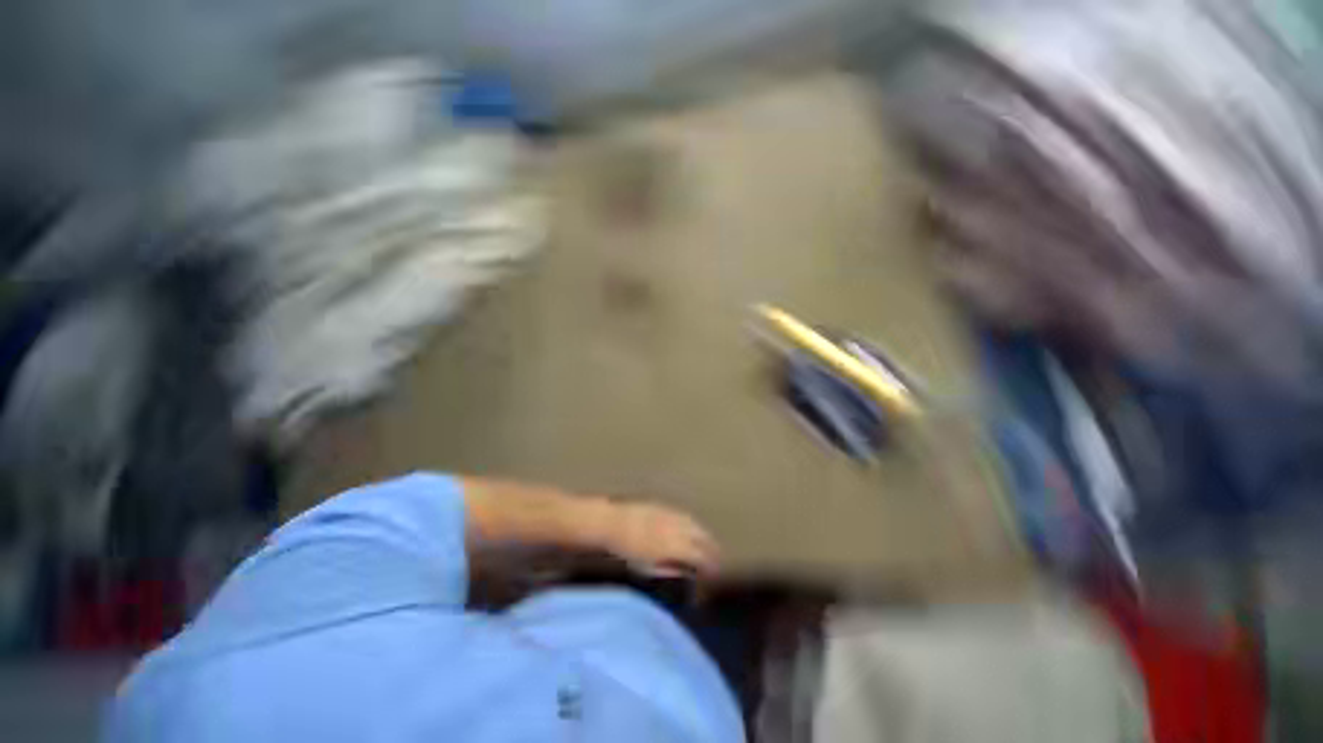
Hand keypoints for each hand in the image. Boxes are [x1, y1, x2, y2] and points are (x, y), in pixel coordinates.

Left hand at [601, 502, 719, 577]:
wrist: (613, 522)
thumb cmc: (628, 551)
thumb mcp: (649, 568)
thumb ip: (672, 569)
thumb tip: (689, 572)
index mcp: (677, 546)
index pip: (703, 556)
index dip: (711, 565)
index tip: (713, 574)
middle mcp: (679, 527)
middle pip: (704, 537)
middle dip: (712, 548)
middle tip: (715, 559)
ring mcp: (672, 514)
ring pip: (696, 523)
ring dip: (703, 534)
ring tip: (706, 544)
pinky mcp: (665, 505)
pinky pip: (684, 515)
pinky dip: (691, 523)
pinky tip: (689, 528)